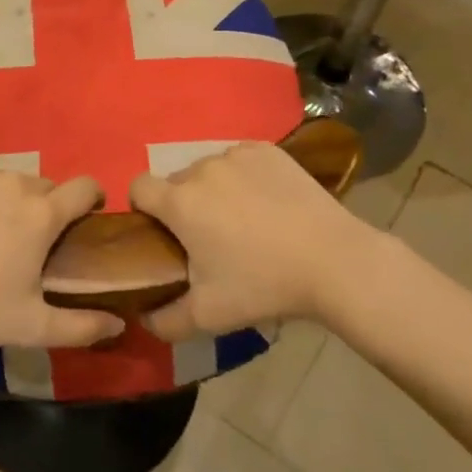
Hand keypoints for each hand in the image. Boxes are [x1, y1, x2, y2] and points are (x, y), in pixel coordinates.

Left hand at [0, 162, 124, 349]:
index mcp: (42, 214)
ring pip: (11, 178)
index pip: (86, 186)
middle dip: (47, 207)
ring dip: (12, 198)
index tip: (85, 220)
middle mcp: (16, 182)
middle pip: (47, 186)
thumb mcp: (30, 326)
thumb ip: (81, 326)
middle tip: (29, 241)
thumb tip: (119, 322)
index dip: (93, 200)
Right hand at [129, 141, 396, 341]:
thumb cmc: (263, 285)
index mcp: (179, 202)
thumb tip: (144, 317)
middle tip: (210, 238)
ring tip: (244, 220)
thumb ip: (164, 321)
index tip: (162, 233)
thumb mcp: (208, 316)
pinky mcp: (268, 150)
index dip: (143, 209)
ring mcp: (237, 154)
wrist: (333, 261)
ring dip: (213, 190)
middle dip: (183, 205)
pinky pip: (240, 160)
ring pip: (209, 170)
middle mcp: (202, 168)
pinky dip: (244, 177)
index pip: (138, 187)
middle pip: (176, 181)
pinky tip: (267, 202)